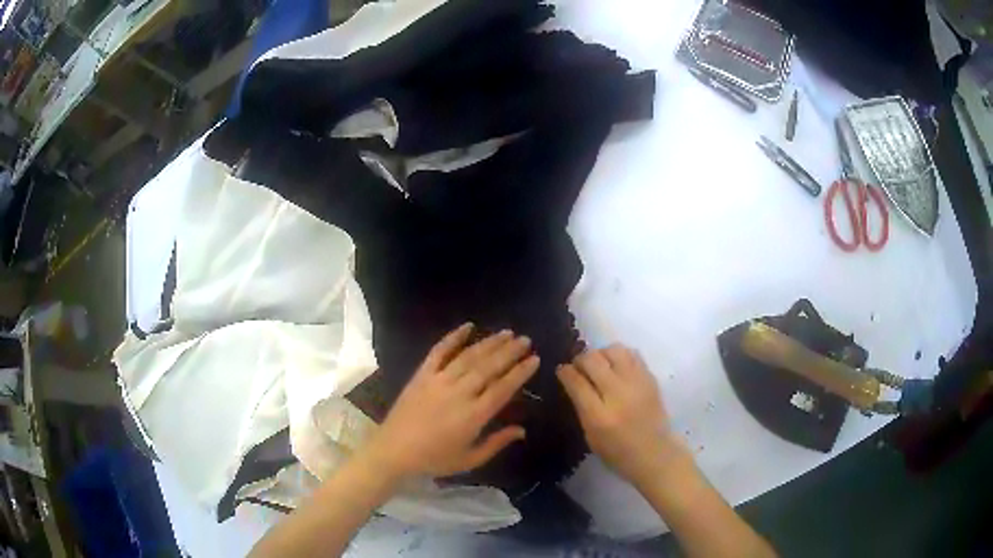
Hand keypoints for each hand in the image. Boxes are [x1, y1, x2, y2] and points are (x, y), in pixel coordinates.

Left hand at [365, 324, 539, 479]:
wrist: (394, 450)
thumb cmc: (434, 459)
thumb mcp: (470, 459)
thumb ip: (497, 443)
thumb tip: (522, 430)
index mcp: (474, 415)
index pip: (503, 388)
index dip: (520, 372)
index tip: (534, 359)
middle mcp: (459, 393)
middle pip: (489, 367)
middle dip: (510, 352)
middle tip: (525, 340)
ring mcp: (439, 380)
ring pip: (469, 356)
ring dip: (489, 343)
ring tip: (506, 333)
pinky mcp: (422, 374)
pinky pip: (439, 351)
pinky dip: (453, 337)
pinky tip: (468, 326)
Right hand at [557, 345, 685, 486]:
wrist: (655, 453)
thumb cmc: (618, 452)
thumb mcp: (590, 436)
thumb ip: (581, 407)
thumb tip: (572, 381)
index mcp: (599, 416)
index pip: (576, 382)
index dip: (565, 372)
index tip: (561, 370)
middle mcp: (618, 394)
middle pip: (593, 360)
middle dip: (580, 359)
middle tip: (578, 367)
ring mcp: (637, 383)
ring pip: (614, 350)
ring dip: (601, 354)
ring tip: (599, 365)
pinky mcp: (650, 378)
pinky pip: (632, 354)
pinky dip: (619, 356)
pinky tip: (616, 367)